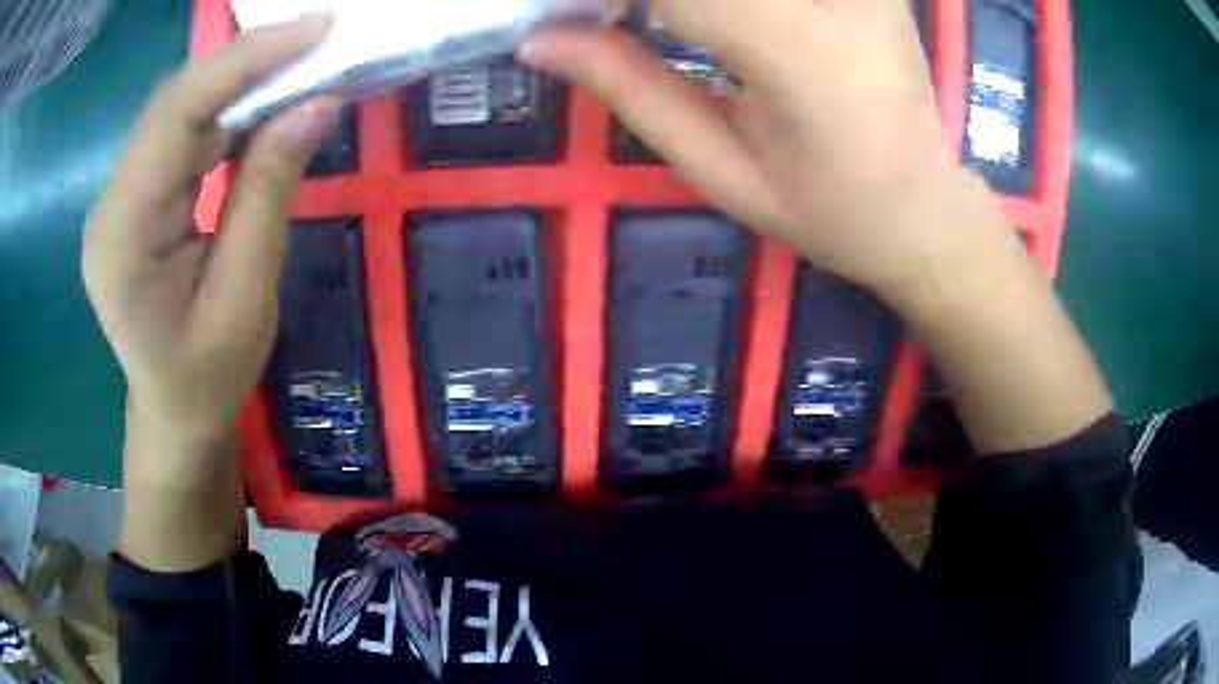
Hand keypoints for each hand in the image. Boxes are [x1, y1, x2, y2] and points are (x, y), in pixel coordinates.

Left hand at [83, 19, 341, 439]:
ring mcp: (122, 196)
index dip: (242, 61)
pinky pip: (183, 134)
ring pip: (180, 110)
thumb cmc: (207, 378)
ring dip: (241, 82)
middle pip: (175, 102)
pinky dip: (229, 111)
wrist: (174, 413)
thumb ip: (269, 193)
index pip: (175, 116)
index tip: (314, 31)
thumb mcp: (246, 297)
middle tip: (320, 41)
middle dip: (247, 62)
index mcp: (123, 237)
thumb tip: (317, 104)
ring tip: (303, 67)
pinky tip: (266, 106)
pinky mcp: (138, 196)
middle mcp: (112, 203)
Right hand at [521, 0, 995, 297]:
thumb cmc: (827, 212)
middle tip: (609, 24)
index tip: (566, 19)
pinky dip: (715, 4)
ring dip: (686, 4)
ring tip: (658, 28)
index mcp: (799, 51)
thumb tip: (539, 39)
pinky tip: (708, 21)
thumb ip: (629, 88)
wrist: (925, 210)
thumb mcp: (719, 169)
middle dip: (638, 0)